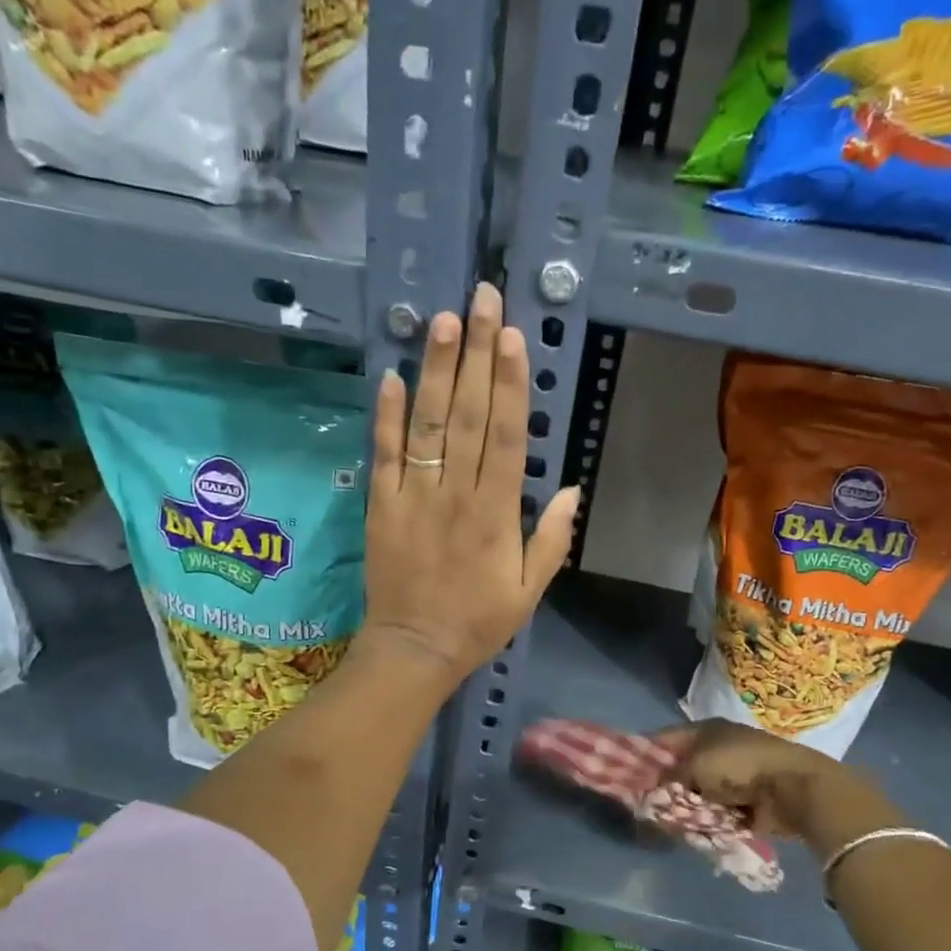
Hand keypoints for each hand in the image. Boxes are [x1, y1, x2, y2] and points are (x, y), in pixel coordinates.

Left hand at [358, 283, 578, 689]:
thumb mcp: (530, 590)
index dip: (509, 384)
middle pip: (465, 416)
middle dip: (475, 355)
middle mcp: (455, 495)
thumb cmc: (478, 621)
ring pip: (425, 426)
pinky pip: (383, 455)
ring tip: (442, 321)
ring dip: (433, 371)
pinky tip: (391, 375)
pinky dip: (385, 416)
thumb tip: (571, 488)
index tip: (513, 337)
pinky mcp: (380, 506)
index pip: (504, 436)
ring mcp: (413, 498)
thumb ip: (551, 539)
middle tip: (481, 300)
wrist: (415, 649)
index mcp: (495, 514)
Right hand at [660, 720, 907, 847]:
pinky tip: (690, 830)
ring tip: (665, 821)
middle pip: (679, 767)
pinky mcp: (746, 800)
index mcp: (704, 730)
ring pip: (696, 791)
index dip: (643, 755)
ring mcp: (733, 775)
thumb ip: (668, 778)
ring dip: (684, 805)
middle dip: (662, 786)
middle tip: (643, 805)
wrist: (794, 787)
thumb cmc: (740, 766)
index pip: (663, 740)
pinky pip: (714, 810)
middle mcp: (717, 748)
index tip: (623, 776)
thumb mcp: (695, 766)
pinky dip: (704, 819)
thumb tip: (650, 792)